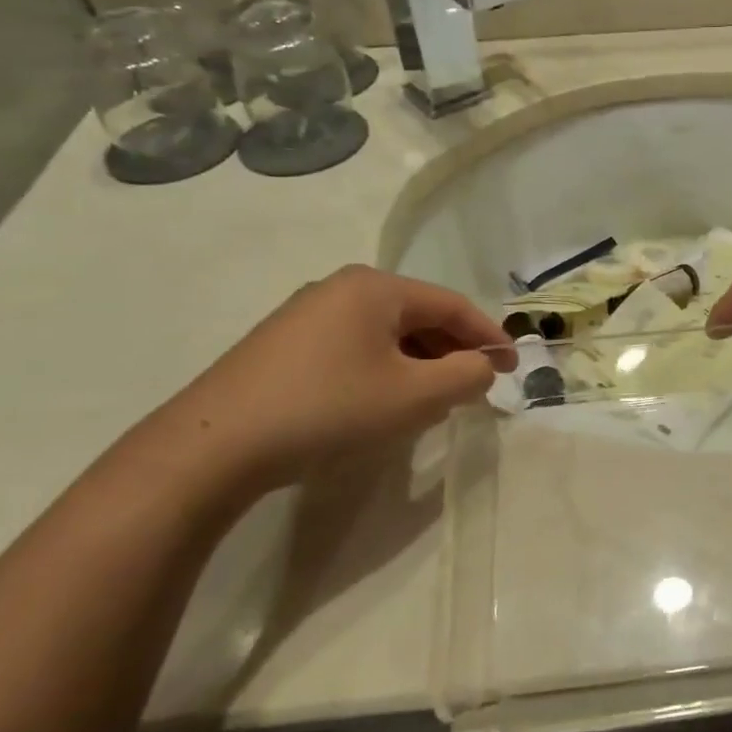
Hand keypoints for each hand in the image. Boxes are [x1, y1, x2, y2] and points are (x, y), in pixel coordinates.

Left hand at [166, 267, 511, 489]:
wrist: (217, 444)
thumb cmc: (330, 409)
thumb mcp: (415, 397)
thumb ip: (465, 376)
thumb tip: (480, 366)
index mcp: (375, 288)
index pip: (452, 304)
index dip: (490, 335)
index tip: (515, 367)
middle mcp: (341, 288)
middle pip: (418, 315)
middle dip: (452, 351)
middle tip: (474, 388)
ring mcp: (307, 314)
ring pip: (385, 333)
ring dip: (419, 363)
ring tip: (433, 399)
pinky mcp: (284, 344)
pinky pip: (354, 347)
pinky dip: (383, 369)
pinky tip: (381, 402)